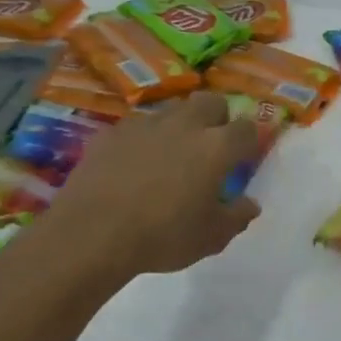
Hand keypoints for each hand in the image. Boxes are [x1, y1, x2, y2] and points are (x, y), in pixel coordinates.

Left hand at [32, 92, 268, 281]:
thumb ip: (237, 217)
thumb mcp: (211, 238)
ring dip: (179, 126)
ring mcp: (145, 125)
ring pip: (172, 111)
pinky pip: (135, 128)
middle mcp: (185, 125)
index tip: (242, 159)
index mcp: (217, 147)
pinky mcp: (111, 133)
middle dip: (216, 118)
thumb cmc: (162, 236)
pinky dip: (141, 141)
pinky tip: (131, 167)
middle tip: (209, 148)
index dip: (249, 141)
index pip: (247, 128)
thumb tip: (250, 205)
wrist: (90, 235)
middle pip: (211, 102)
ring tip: (169, 156)